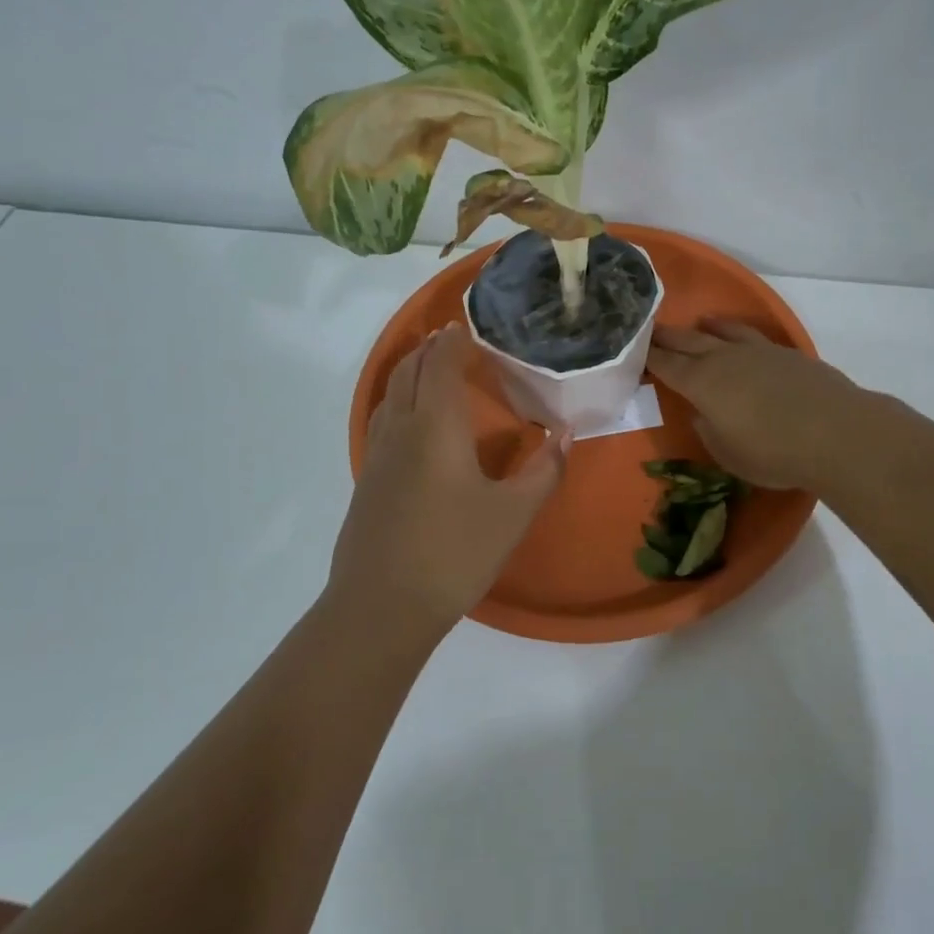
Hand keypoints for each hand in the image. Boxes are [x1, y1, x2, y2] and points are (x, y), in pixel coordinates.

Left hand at [329, 324, 568, 633]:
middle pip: (408, 371)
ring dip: (409, 372)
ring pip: (390, 394)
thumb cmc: (455, 552)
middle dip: (428, 348)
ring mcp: (377, 454)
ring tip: (431, 368)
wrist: (382, 606)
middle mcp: (401, 428)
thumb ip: (545, 470)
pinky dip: (398, 400)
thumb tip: (567, 432)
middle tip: (452, 339)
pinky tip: (411, 423)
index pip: (440, 364)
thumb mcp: (513, 514)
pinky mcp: (366, 480)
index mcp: (436, 426)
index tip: (470, 327)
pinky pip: (382, 420)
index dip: (453, 341)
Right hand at [647, 320, 865, 491]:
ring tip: (696, 323)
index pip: (667, 366)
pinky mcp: (786, 354)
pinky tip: (740, 338)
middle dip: (667, 337)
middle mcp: (725, 360)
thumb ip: (708, 430)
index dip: (649, 357)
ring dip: (705, 328)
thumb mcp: (728, 453)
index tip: (634, 349)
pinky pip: (752, 336)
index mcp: (702, 384)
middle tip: (649, 329)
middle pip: (688, 342)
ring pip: (723, 332)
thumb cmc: (773, 452)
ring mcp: (758, 352)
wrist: (835, 433)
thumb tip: (702, 413)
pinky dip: (737, 332)